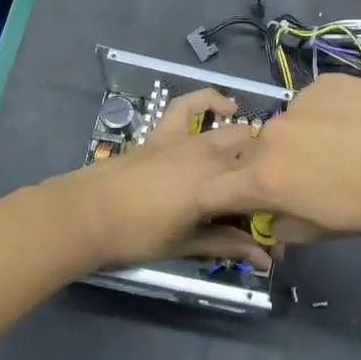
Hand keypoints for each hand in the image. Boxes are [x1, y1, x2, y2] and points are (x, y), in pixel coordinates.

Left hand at [39, 89, 272, 272]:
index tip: (274, 237)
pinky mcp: (166, 131)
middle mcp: (211, 156)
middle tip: (261, 203)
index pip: (260, 194)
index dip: (272, 213)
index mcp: (219, 187)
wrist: (85, 214)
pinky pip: (190, 104)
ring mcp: (188, 139)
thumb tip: (265, 259)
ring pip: (233, 133)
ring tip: (255, 161)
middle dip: (264, 179)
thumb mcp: (186, 244)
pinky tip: (226, 106)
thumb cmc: (136, 236)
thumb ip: (227, 245)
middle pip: (253, 160)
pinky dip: (210, 100)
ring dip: (249, 146)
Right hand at [200, 74, 360, 236]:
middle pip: (257, 153)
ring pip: (288, 125)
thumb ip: (289, 225)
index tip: (245, 202)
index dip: (223, 196)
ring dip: (302, 138)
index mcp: (266, 178)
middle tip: (313, 179)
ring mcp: (300, 102)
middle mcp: (272, 135)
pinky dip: (328, 114)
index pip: (216, 188)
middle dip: (275, 167)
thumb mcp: (330, 230)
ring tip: (347, 147)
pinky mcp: (327, 82)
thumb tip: (275, 221)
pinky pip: (315, 102)